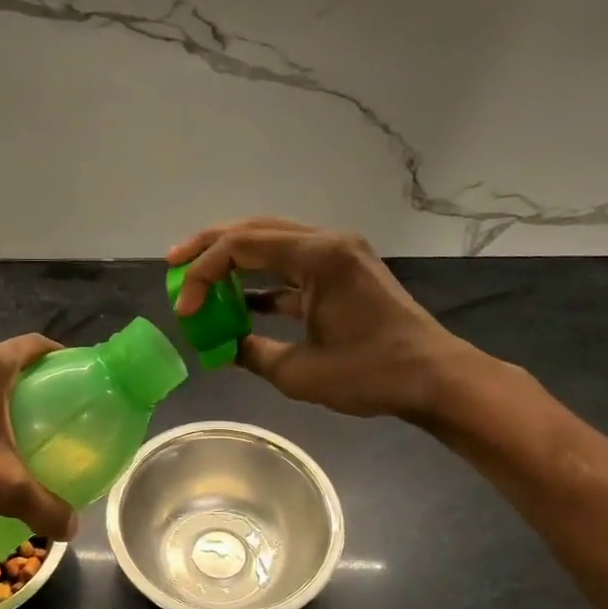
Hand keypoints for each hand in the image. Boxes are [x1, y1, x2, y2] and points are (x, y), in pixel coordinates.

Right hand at [169, 218, 476, 422]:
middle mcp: (327, 242)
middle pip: (253, 230)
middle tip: (173, 264)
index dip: (202, 274)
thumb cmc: (371, 374)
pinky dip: (260, 281)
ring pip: (270, 243)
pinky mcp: (342, 272)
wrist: (434, 378)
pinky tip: (237, 302)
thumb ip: (251, 352)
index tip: (185, 310)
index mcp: (318, 256)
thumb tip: (222, 347)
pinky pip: (290, 267)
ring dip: (232, 261)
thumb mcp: (299, 372)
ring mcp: (337, 254)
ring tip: (196, 278)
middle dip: (208, 247)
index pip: (241, 246)